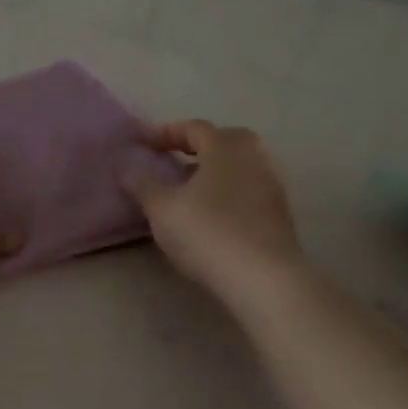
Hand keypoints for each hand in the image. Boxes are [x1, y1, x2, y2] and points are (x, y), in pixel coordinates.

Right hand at [124, 120, 304, 307]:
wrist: (265, 280)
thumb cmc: (208, 233)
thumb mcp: (162, 209)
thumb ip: (142, 183)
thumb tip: (126, 164)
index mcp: (225, 147)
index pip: (195, 128)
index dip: (167, 133)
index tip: (145, 145)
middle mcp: (254, 158)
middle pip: (225, 141)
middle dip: (198, 147)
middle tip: (175, 161)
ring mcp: (273, 186)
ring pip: (240, 167)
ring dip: (215, 172)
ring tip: (191, 190)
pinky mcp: (281, 215)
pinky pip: (249, 191)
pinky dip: (230, 193)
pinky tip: (214, 215)